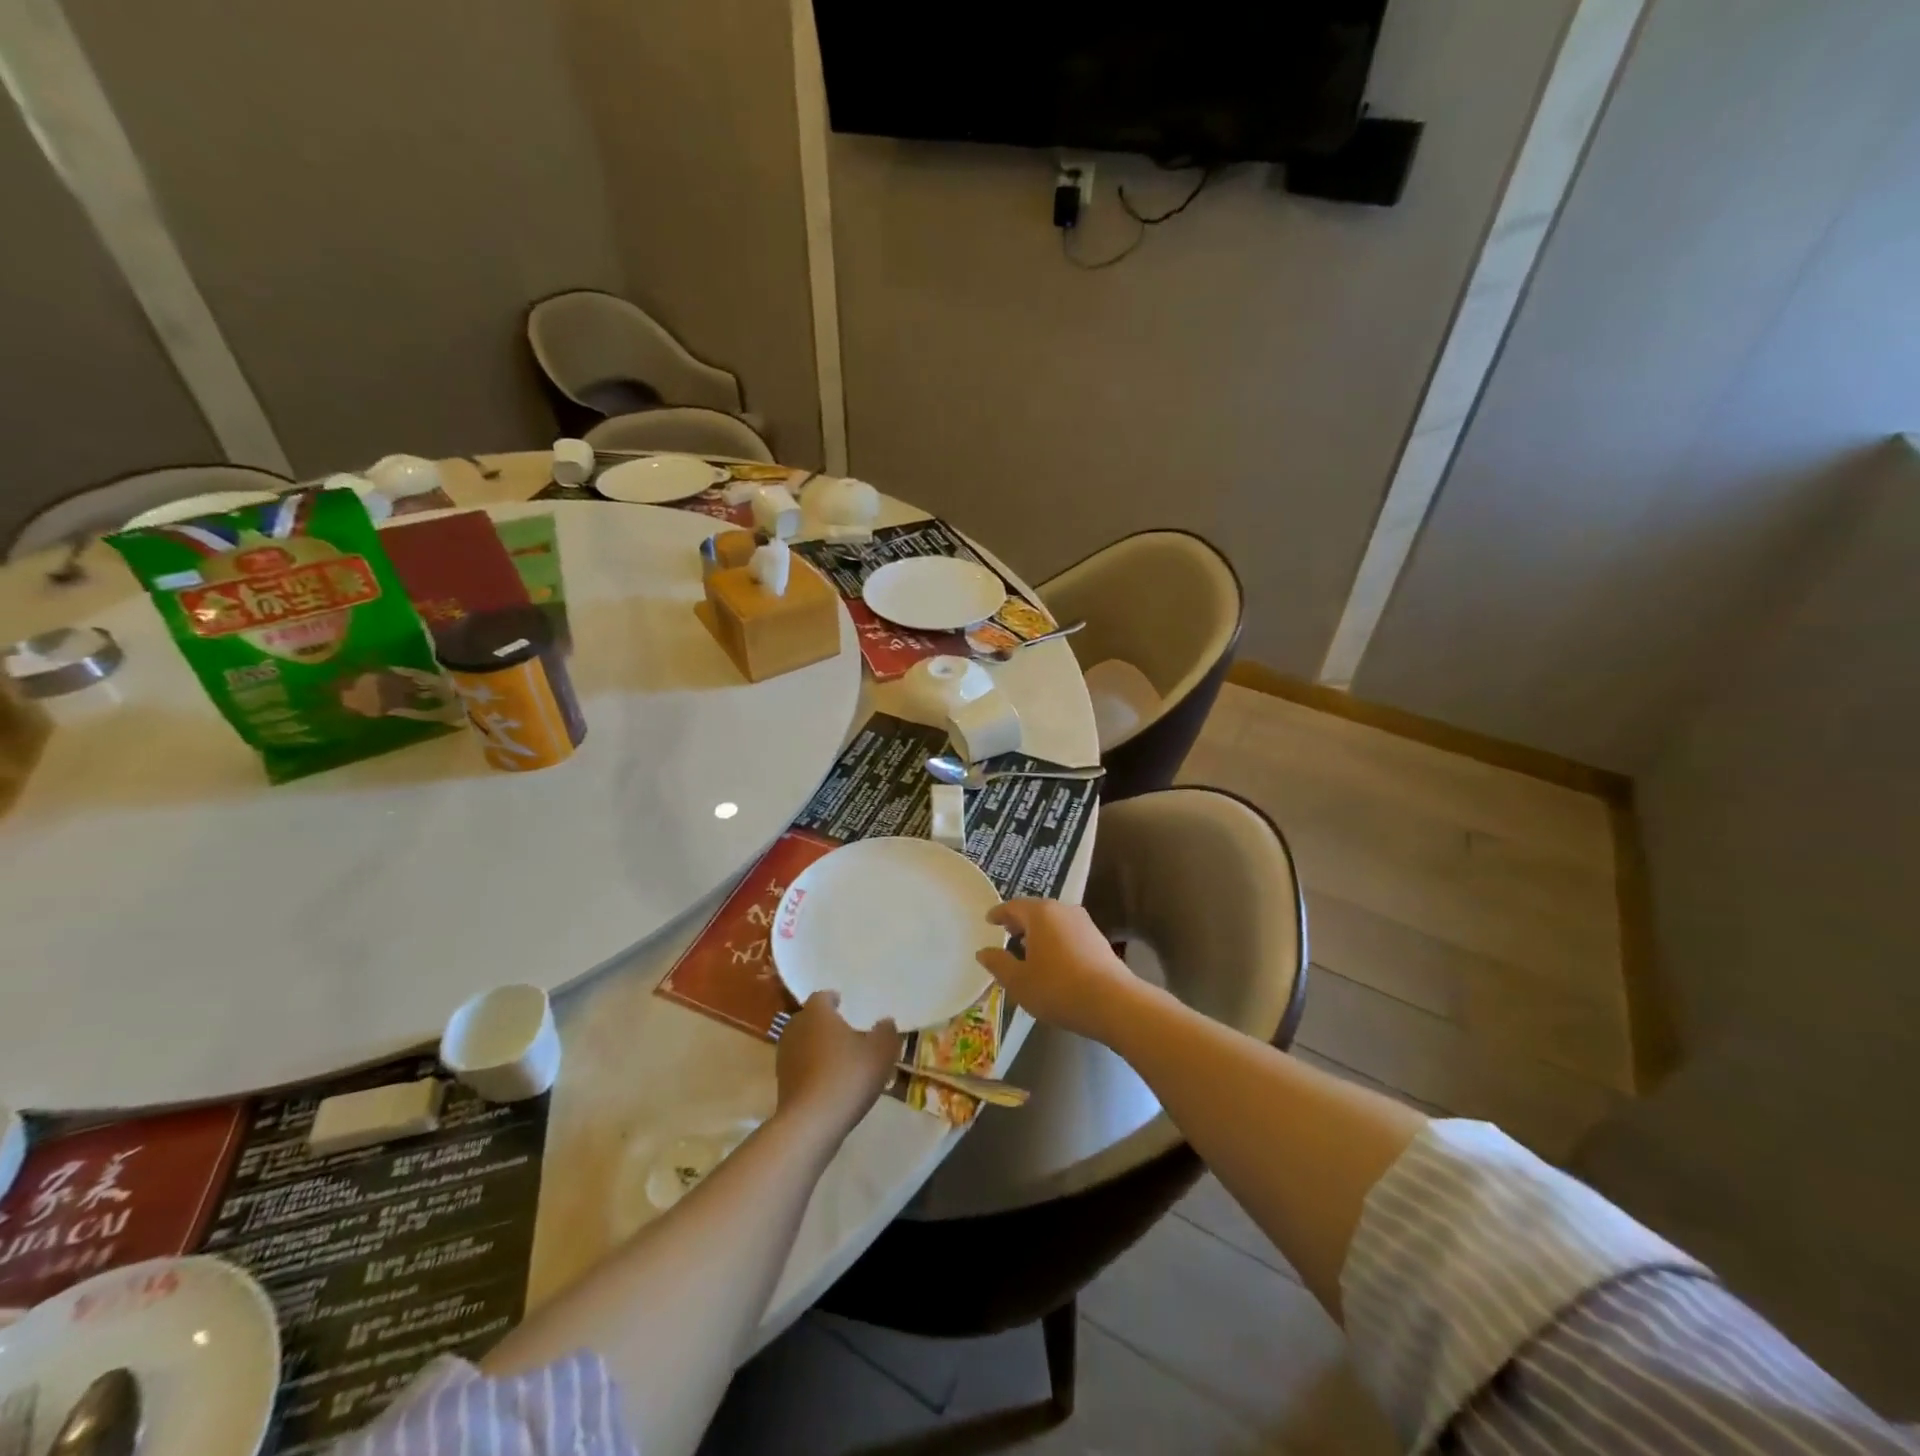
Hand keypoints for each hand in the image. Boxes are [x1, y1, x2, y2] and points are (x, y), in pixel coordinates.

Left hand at [775, 992, 900, 1141]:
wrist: (811, 1123)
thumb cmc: (848, 1075)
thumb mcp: (881, 1051)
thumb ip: (886, 1032)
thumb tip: (885, 1022)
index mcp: (817, 1013)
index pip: (822, 997)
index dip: (833, 999)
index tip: (844, 1004)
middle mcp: (796, 1028)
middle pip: (809, 1018)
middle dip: (824, 1023)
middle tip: (844, 1031)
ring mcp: (784, 1057)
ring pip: (802, 1043)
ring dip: (816, 1047)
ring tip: (837, 1058)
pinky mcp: (781, 1083)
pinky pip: (799, 1067)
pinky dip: (811, 1069)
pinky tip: (828, 1081)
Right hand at [977, 900, 1140, 1042]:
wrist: (1112, 1002)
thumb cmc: (1057, 988)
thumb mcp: (1019, 981)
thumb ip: (998, 964)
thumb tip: (983, 952)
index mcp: (1040, 913)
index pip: (1013, 906)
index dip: (999, 914)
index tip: (989, 920)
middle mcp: (1063, 910)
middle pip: (1035, 911)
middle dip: (1019, 922)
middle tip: (1006, 934)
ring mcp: (1084, 923)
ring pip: (1054, 922)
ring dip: (1039, 932)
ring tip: (1028, 950)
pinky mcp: (1098, 939)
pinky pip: (1068, 933)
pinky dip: (1055, 941)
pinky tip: (1052, 961)